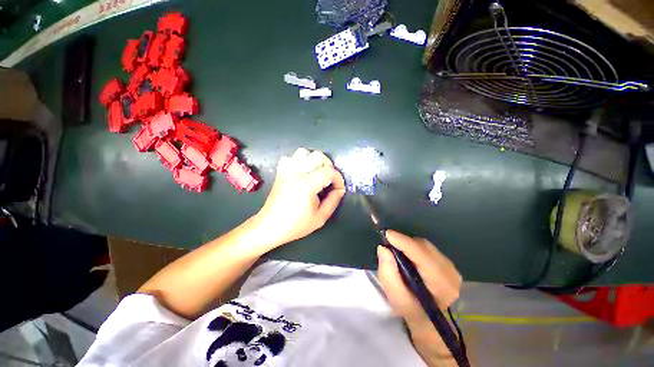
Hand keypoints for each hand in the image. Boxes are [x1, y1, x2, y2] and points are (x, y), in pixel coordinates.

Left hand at [253, 148, 345, 248]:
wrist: (270, 226)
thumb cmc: (295, 225)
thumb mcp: (320, 218)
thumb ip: (333, 201)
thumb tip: (339, 190)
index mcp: (307, 184)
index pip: (329, 171)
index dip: (338, 179)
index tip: (338, 189)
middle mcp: (296, 172)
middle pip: (318, 156)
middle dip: (328, 166)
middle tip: (329, 180)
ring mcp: (286, 170)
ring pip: (304, 152)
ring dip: (313, 160)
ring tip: (316, 174)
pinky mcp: (280, 172)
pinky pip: (291, 158)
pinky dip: (299, 161)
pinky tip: (302, 173)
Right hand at [377, 230, 461, 365]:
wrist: (436, 328)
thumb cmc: (415, 317)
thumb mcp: (398, 301)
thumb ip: (389, 275)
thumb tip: (384, 250)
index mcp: (440, 284)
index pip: (421, 254)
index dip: (403, 242)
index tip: (386, 234)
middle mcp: (451, 273)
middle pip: (426, 248)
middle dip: (406, 243)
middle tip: (389, 244)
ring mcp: (455, 271)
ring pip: (430, 249)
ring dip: (413, 247)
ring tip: (398, 251)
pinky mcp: (454, 270)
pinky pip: (434, 254)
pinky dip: (420, 253)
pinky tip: (412, 260)